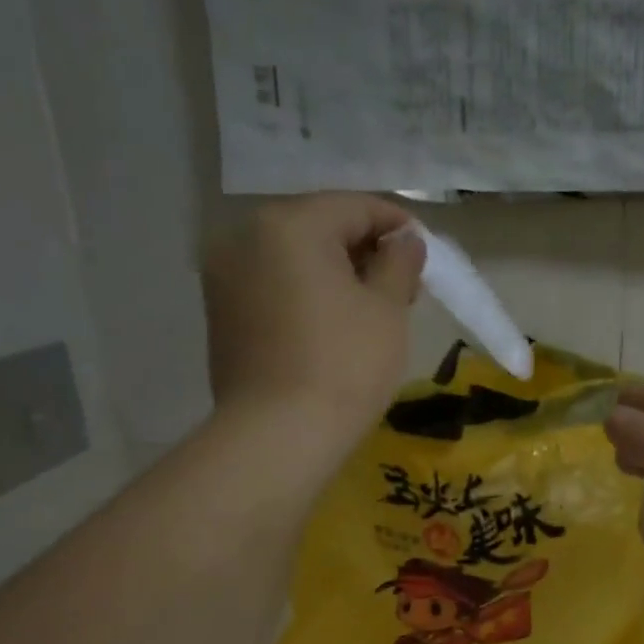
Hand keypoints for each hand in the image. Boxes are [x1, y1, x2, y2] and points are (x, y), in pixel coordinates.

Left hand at [202, 193, 423, 444]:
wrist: (278, 436)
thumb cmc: (345, 365)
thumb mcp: (387, 309)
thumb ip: (399, 262)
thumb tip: (405, 239)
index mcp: (289, 224)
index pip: (355, 207)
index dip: (397, 225)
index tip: (424, 252)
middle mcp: (245, 236)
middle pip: (319, 228)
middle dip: (364, 250)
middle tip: (401, 286)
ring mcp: (225, 275)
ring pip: (293, 257)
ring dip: (334, 272)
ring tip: (370, 309)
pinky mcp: (220, 313)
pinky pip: (273, 285)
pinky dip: (305, 292)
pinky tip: (331, 325)